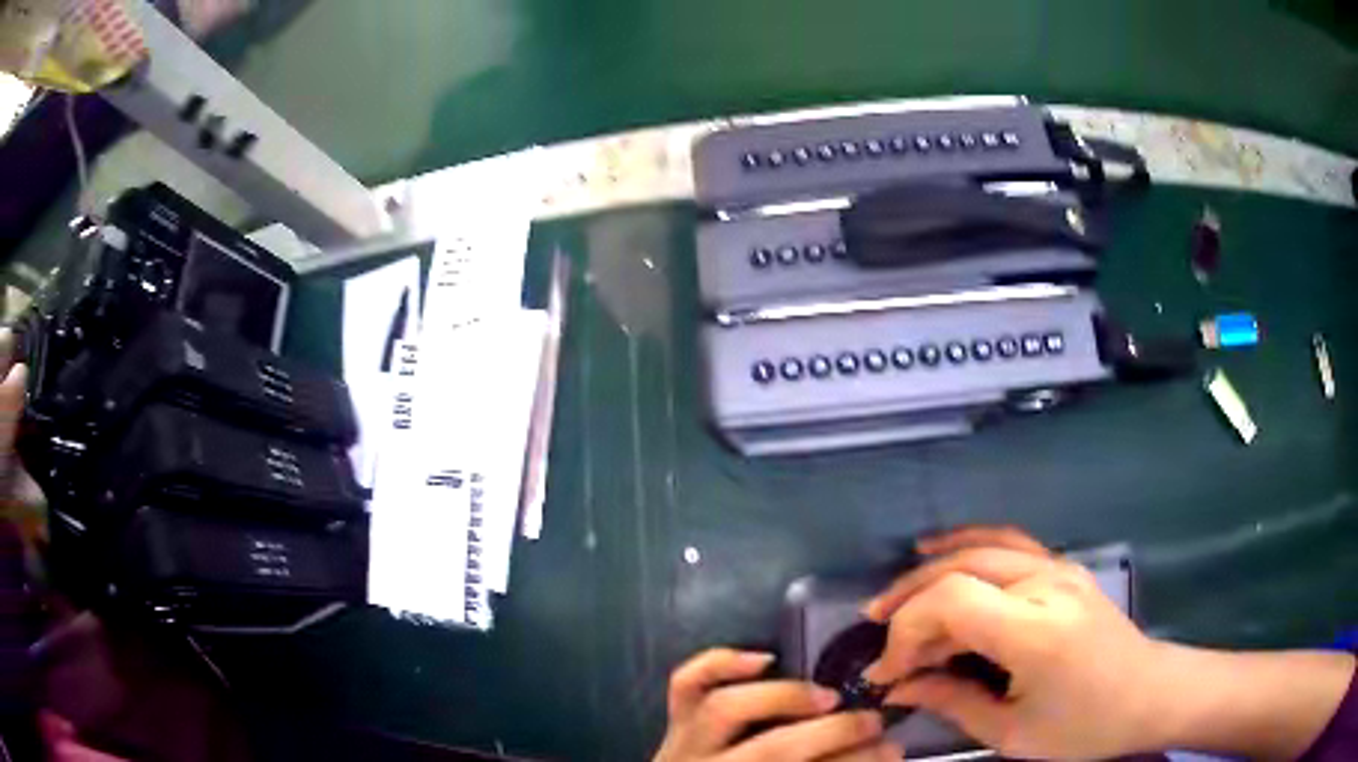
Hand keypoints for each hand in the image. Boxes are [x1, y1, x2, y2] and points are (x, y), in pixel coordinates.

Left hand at [654, 648, 899, 761]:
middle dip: (833, 733)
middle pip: (772, 750)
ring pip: (726, 709)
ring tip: (827, 696)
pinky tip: (763, 658)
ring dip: (785, 697)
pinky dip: (721, 664)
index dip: (856, 761)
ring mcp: (685, 743)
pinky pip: (686, 685)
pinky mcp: (675, 721)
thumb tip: (886, 752)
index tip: (893, 749)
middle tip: (873, 722)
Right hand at [861, 526, 1163, 759]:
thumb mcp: (1012, 733)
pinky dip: (966, 544)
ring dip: (930, 570)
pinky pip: (1006, 542)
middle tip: (876, 637)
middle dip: (908, 601)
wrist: (1148, 694)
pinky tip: (939, 552)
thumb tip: (900, 687)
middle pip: (960, 569)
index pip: (952, 601)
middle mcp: (1047, 585)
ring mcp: (1058, 568)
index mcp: (1037, 631)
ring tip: (892, 599)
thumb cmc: (1085, 726)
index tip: (888, 672)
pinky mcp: (1063, 567)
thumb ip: (952, 702)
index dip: (907, 631)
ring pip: (980, 548)